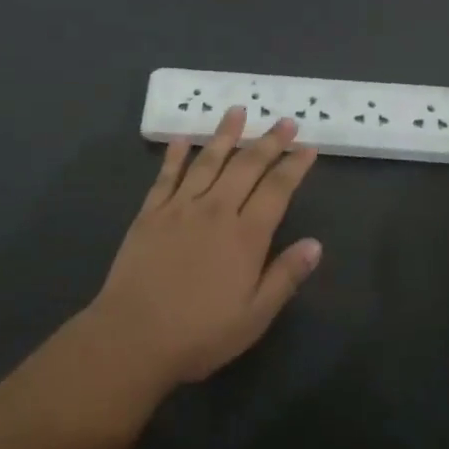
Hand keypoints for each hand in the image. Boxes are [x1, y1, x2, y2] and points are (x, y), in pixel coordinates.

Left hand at [89, 106, 322, 386]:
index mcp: (245, 236)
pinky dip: (175, 155)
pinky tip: (181, 139)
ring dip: (224, 134)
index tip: (307, 148)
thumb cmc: (200, 334)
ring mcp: (180, 207)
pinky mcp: (150, 213)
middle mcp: (216, 210)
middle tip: (284, 120)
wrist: (133, 337)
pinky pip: (166, 176)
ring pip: (207, 160)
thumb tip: (316, 244)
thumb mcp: (254, 316)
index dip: (294, 166)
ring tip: (237, 110)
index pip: (277, 190)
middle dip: (268, 141)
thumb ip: (285, 276)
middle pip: (246, 166)